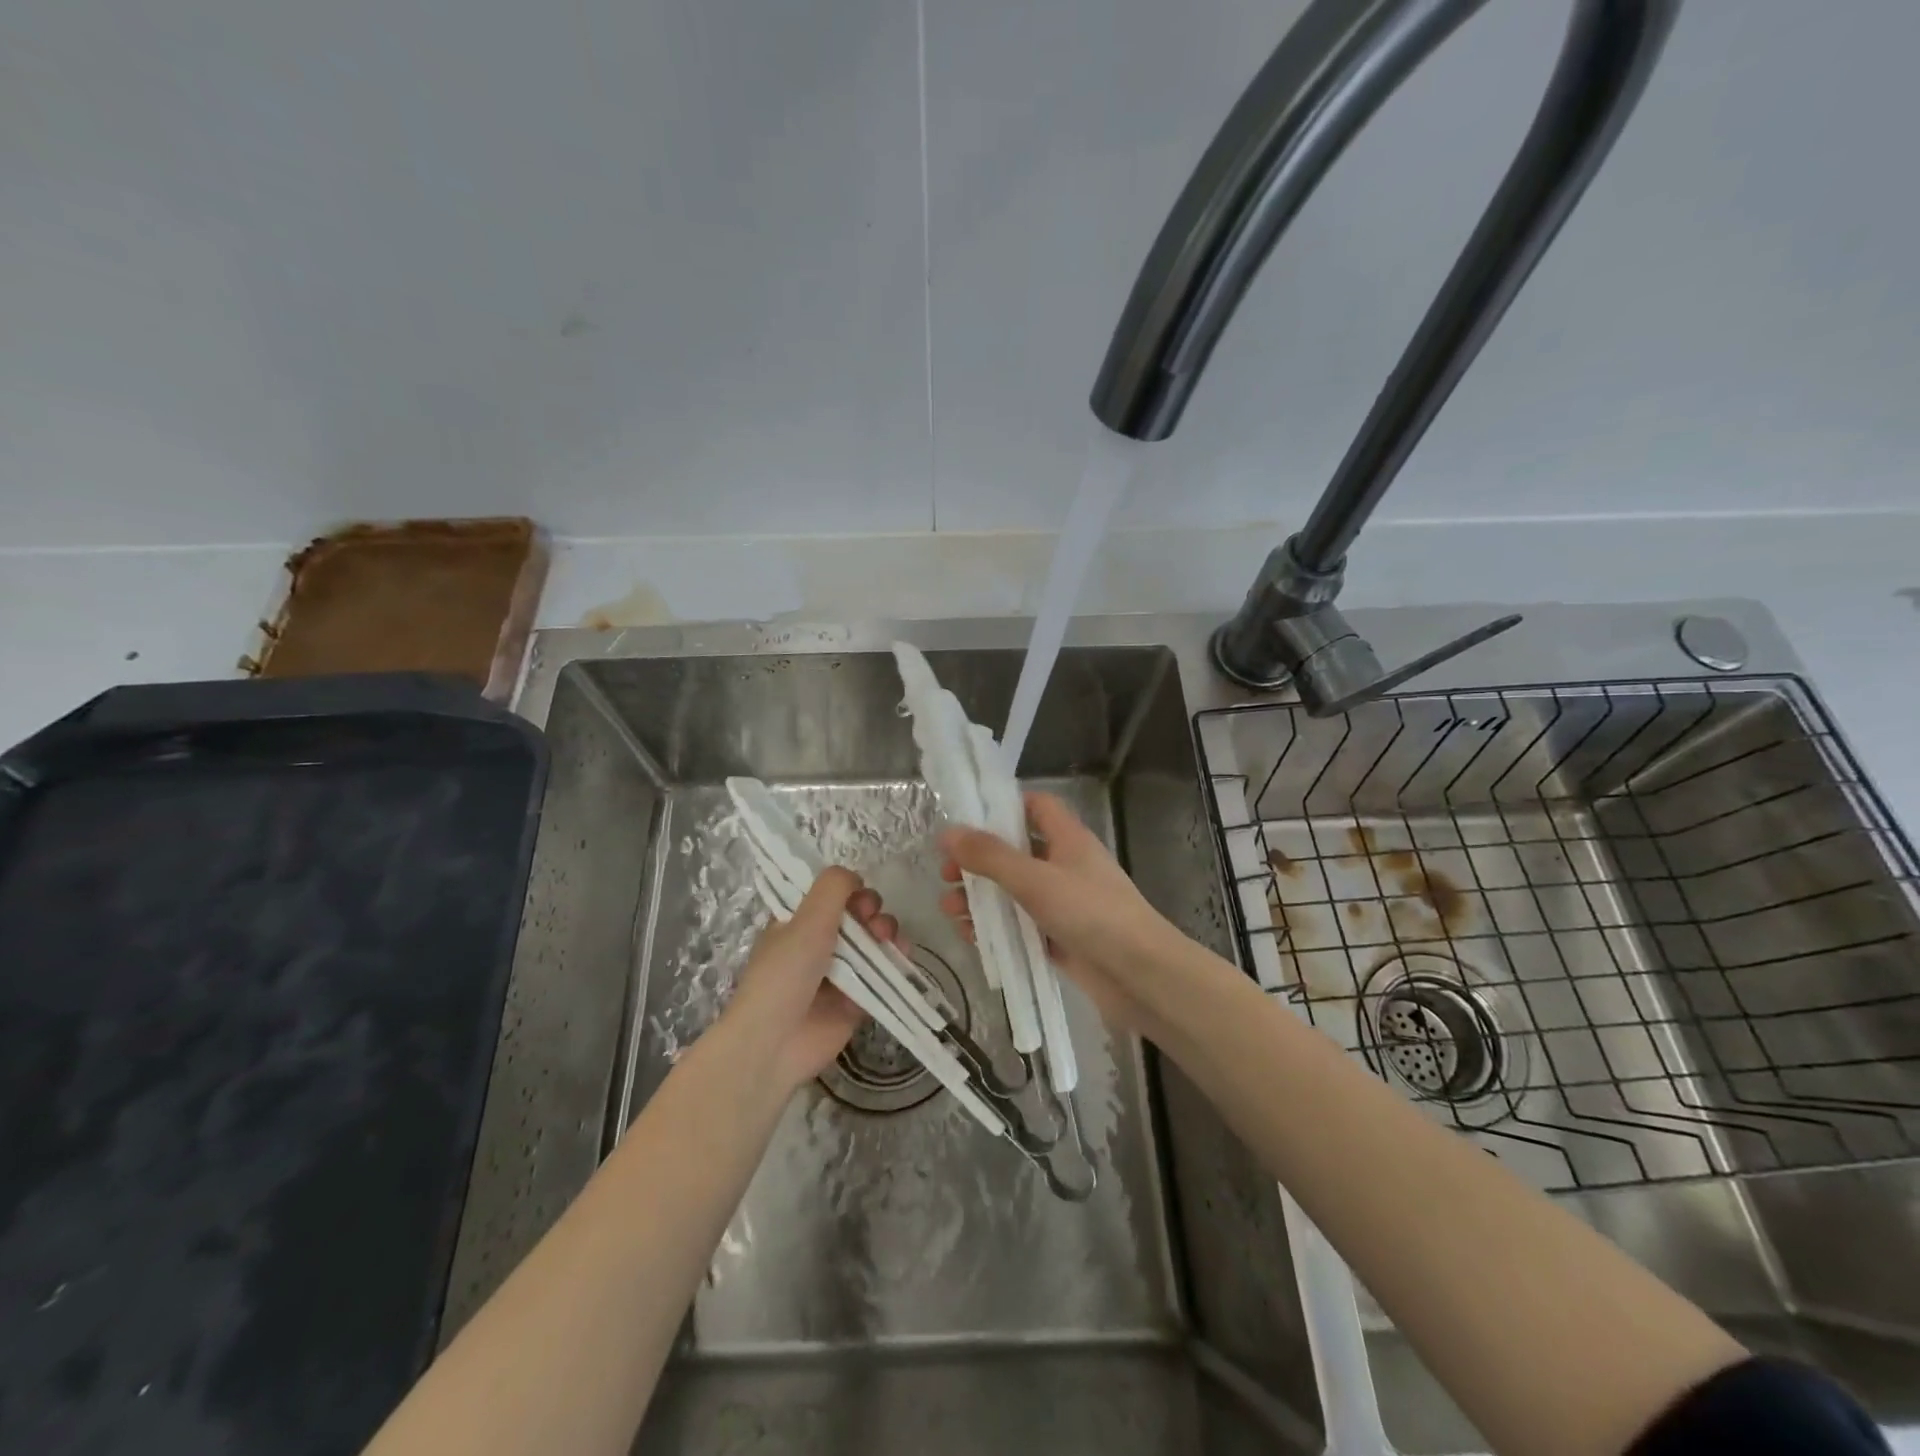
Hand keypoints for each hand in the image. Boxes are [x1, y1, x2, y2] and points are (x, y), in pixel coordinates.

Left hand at [722, 866, 898, 1090]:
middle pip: (856, 915)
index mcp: (797, 922)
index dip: (849, 890)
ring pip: (872, 942)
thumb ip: (833, 888)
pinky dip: (894, 962)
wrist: (775, 1042)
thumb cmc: (785, 973)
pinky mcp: (856, 1000)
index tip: (857, 894)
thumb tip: (855, 876)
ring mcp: (838, 972)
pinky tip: (901, 955)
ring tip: (887, 938)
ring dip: (886, 932)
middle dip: (871, 910)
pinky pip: (882, 974)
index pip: (829, 895)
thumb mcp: (806, 920)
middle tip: (871, 919)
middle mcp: (817, 944)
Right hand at [938, 791, 1182, 1036]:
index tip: (965, 819)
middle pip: (1016, 851)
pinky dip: (998, 928)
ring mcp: (1065, 903)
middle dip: (979, 861)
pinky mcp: (1061, 937)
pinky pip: (1022, 926)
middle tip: (946, 874)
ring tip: (949, 911)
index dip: (1002, 807)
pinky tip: (971, 937)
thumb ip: (990, 857)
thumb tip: (948, 833)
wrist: (1141, 976)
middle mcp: (1066, 865)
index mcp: (1068, 838)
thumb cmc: (1091, 913)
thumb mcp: (1035, 879)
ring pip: (1015, 892)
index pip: (1035, 806)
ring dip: (982, 898)